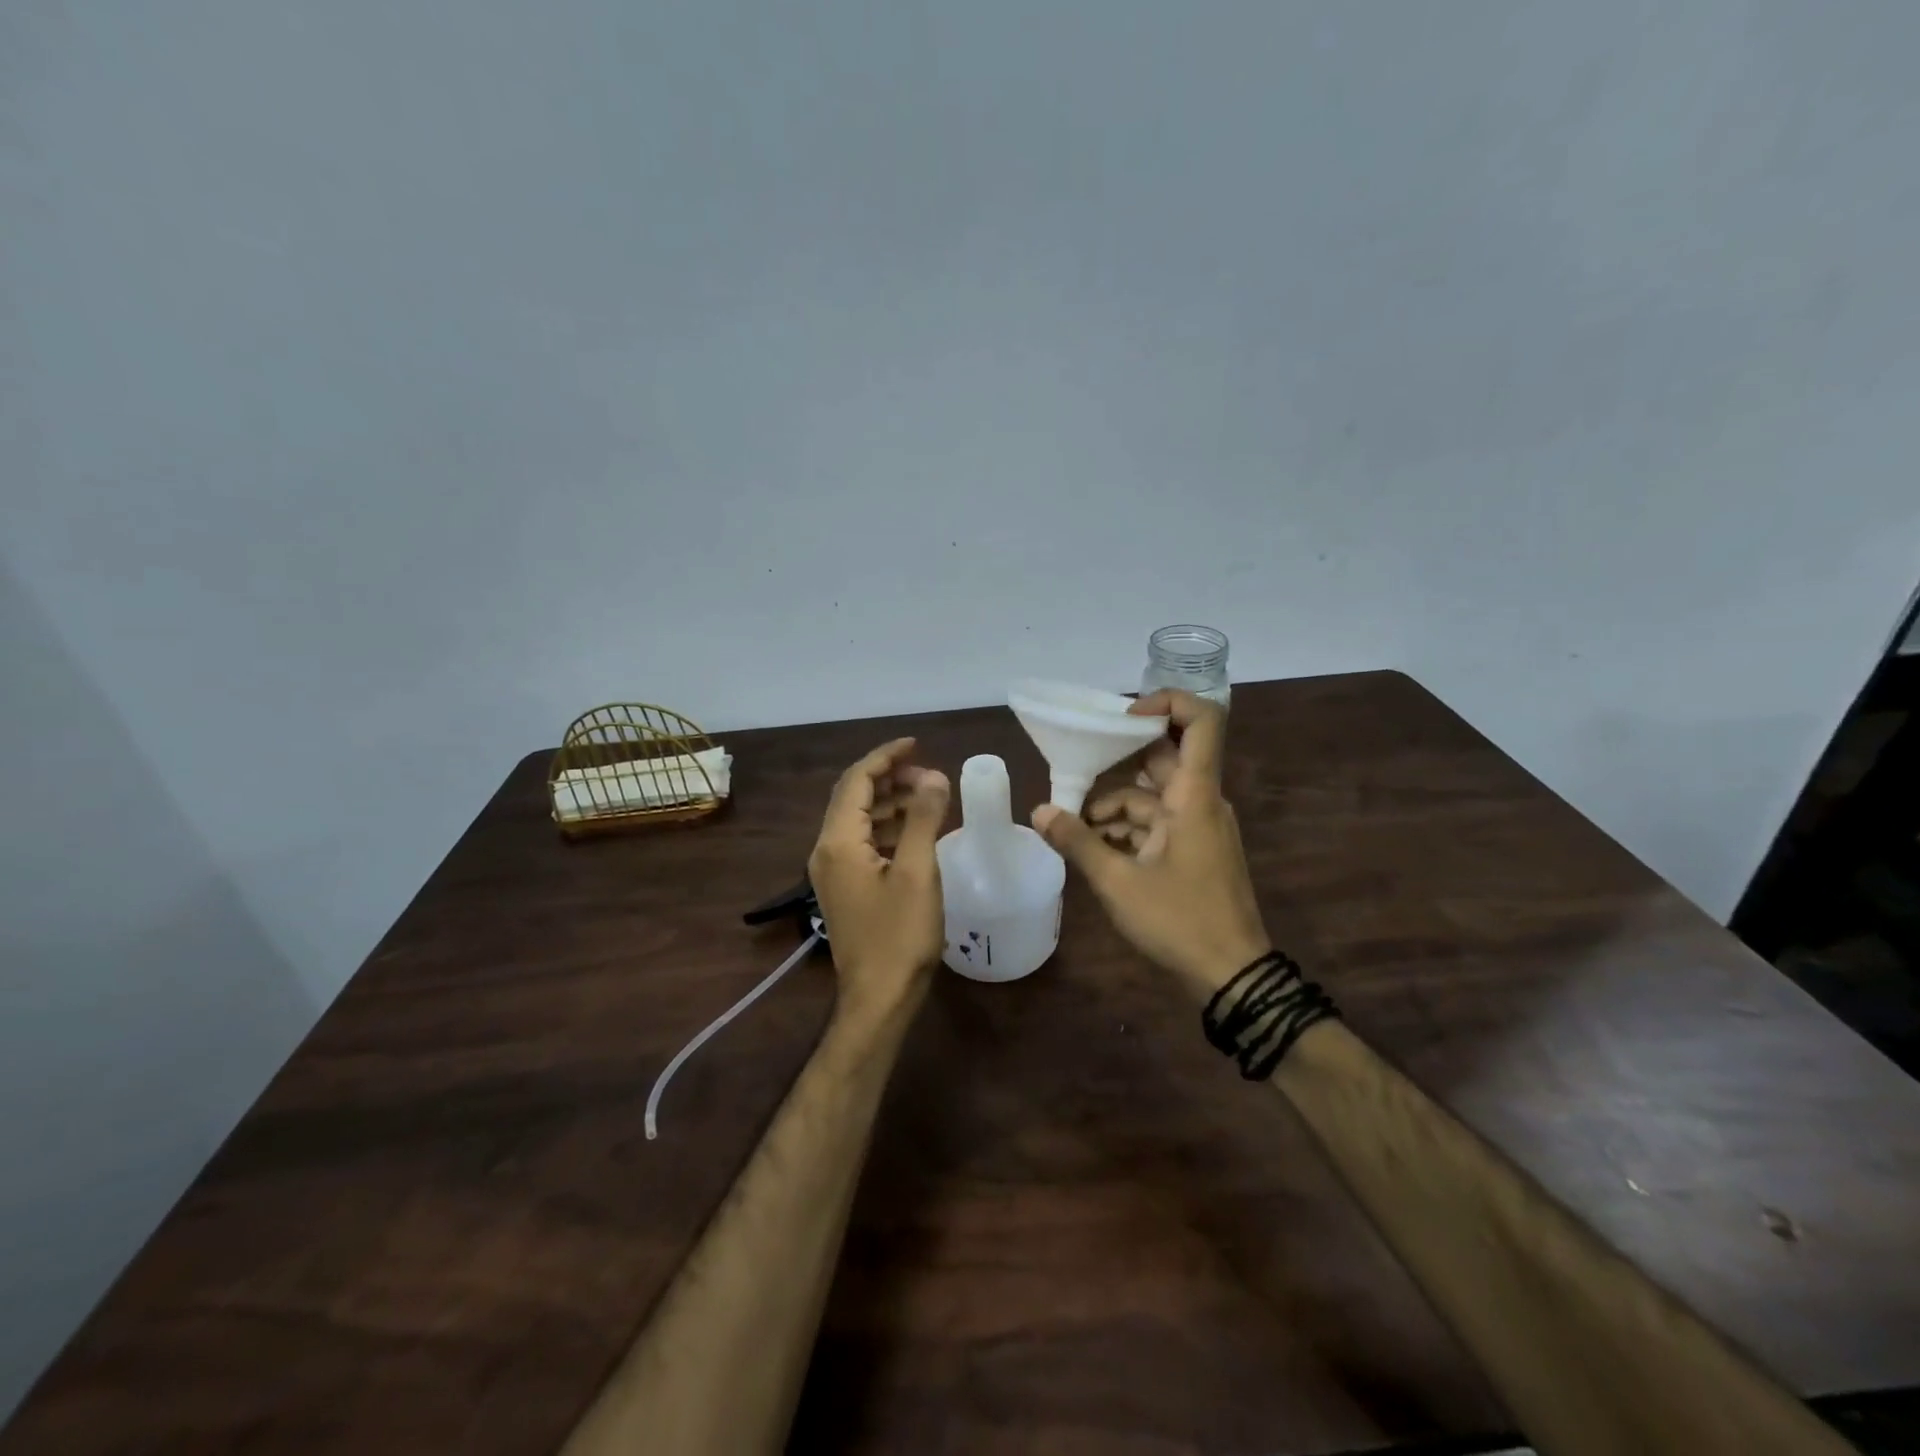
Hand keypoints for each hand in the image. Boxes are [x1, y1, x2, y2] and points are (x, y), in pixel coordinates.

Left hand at [808, 738, 950, 1023]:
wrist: (879, 999)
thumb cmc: (899, 936)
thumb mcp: (918, 872)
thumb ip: (924, 819)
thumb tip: (933, 776)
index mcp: (838, 842)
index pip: (856, 781)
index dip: (885, 757)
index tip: (916, 743)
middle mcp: (827, 851)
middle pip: (854, 798)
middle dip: (890, 778)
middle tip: (929, 773)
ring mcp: (833, 872)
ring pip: (860, 821)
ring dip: (891, 803)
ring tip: (929, 797)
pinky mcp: (845, 888)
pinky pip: (864, 843)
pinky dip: (889, 829)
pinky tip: (918, 832)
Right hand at [1032, 691, 1269, 994]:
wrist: (1232, 975)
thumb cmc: (1179, 920)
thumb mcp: (1118, 881)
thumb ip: (1077, 841)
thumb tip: (1039, 813)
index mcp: (1194, 795)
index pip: (1201, 721)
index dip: (1167, 702)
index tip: (1122, 717)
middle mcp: (1201, 801)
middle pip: (1161, 759)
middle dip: (1115, 764)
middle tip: (1073, 773)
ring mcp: (1200, 826)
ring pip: (1153, 796)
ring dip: (1114, 805)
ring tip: (1074, 827)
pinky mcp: (1194, 849)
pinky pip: (1158, 822)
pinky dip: (1128, 828)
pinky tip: (1095, 848)